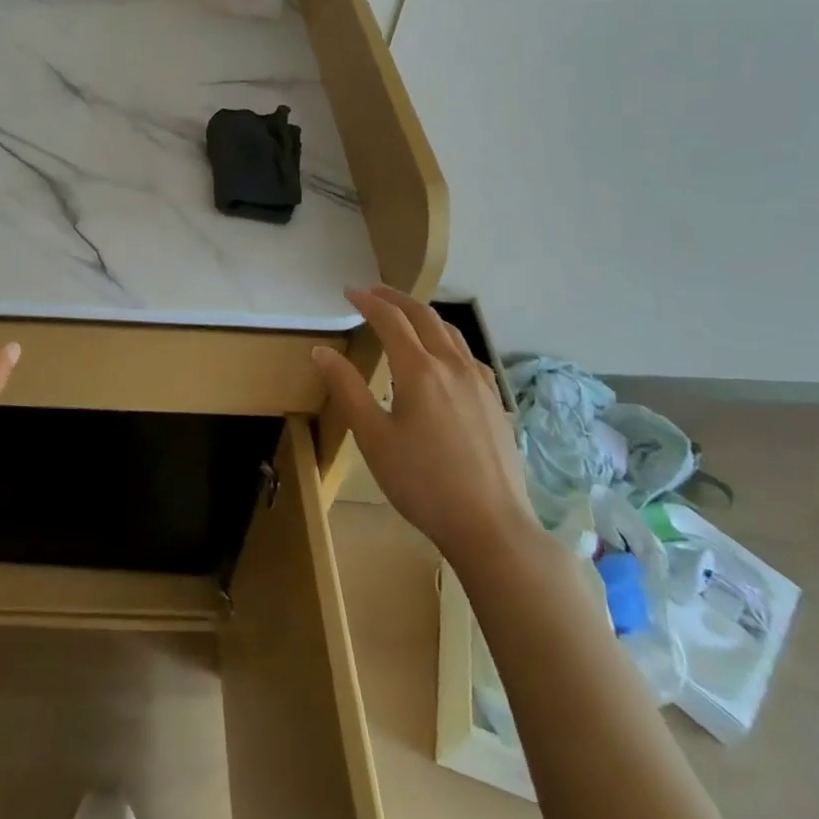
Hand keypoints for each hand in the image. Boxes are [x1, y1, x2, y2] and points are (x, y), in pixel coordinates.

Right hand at [314, 286, 538, 575]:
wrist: (492, 526)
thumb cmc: (422, 483)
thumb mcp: (373, 438)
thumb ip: (348, 389)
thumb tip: (322, 351)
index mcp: (419, 370)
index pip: (390, 320)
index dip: (368, 301)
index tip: (348, 292)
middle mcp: (452, 366)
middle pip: (424, 316)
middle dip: (396, 299)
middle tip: (373, 292)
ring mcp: (480, 382)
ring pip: (450, 332)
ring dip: (423, 315)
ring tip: (404, 316)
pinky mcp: (495, 402)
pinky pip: (468, 354)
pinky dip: (446, 339)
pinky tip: (443, 357)